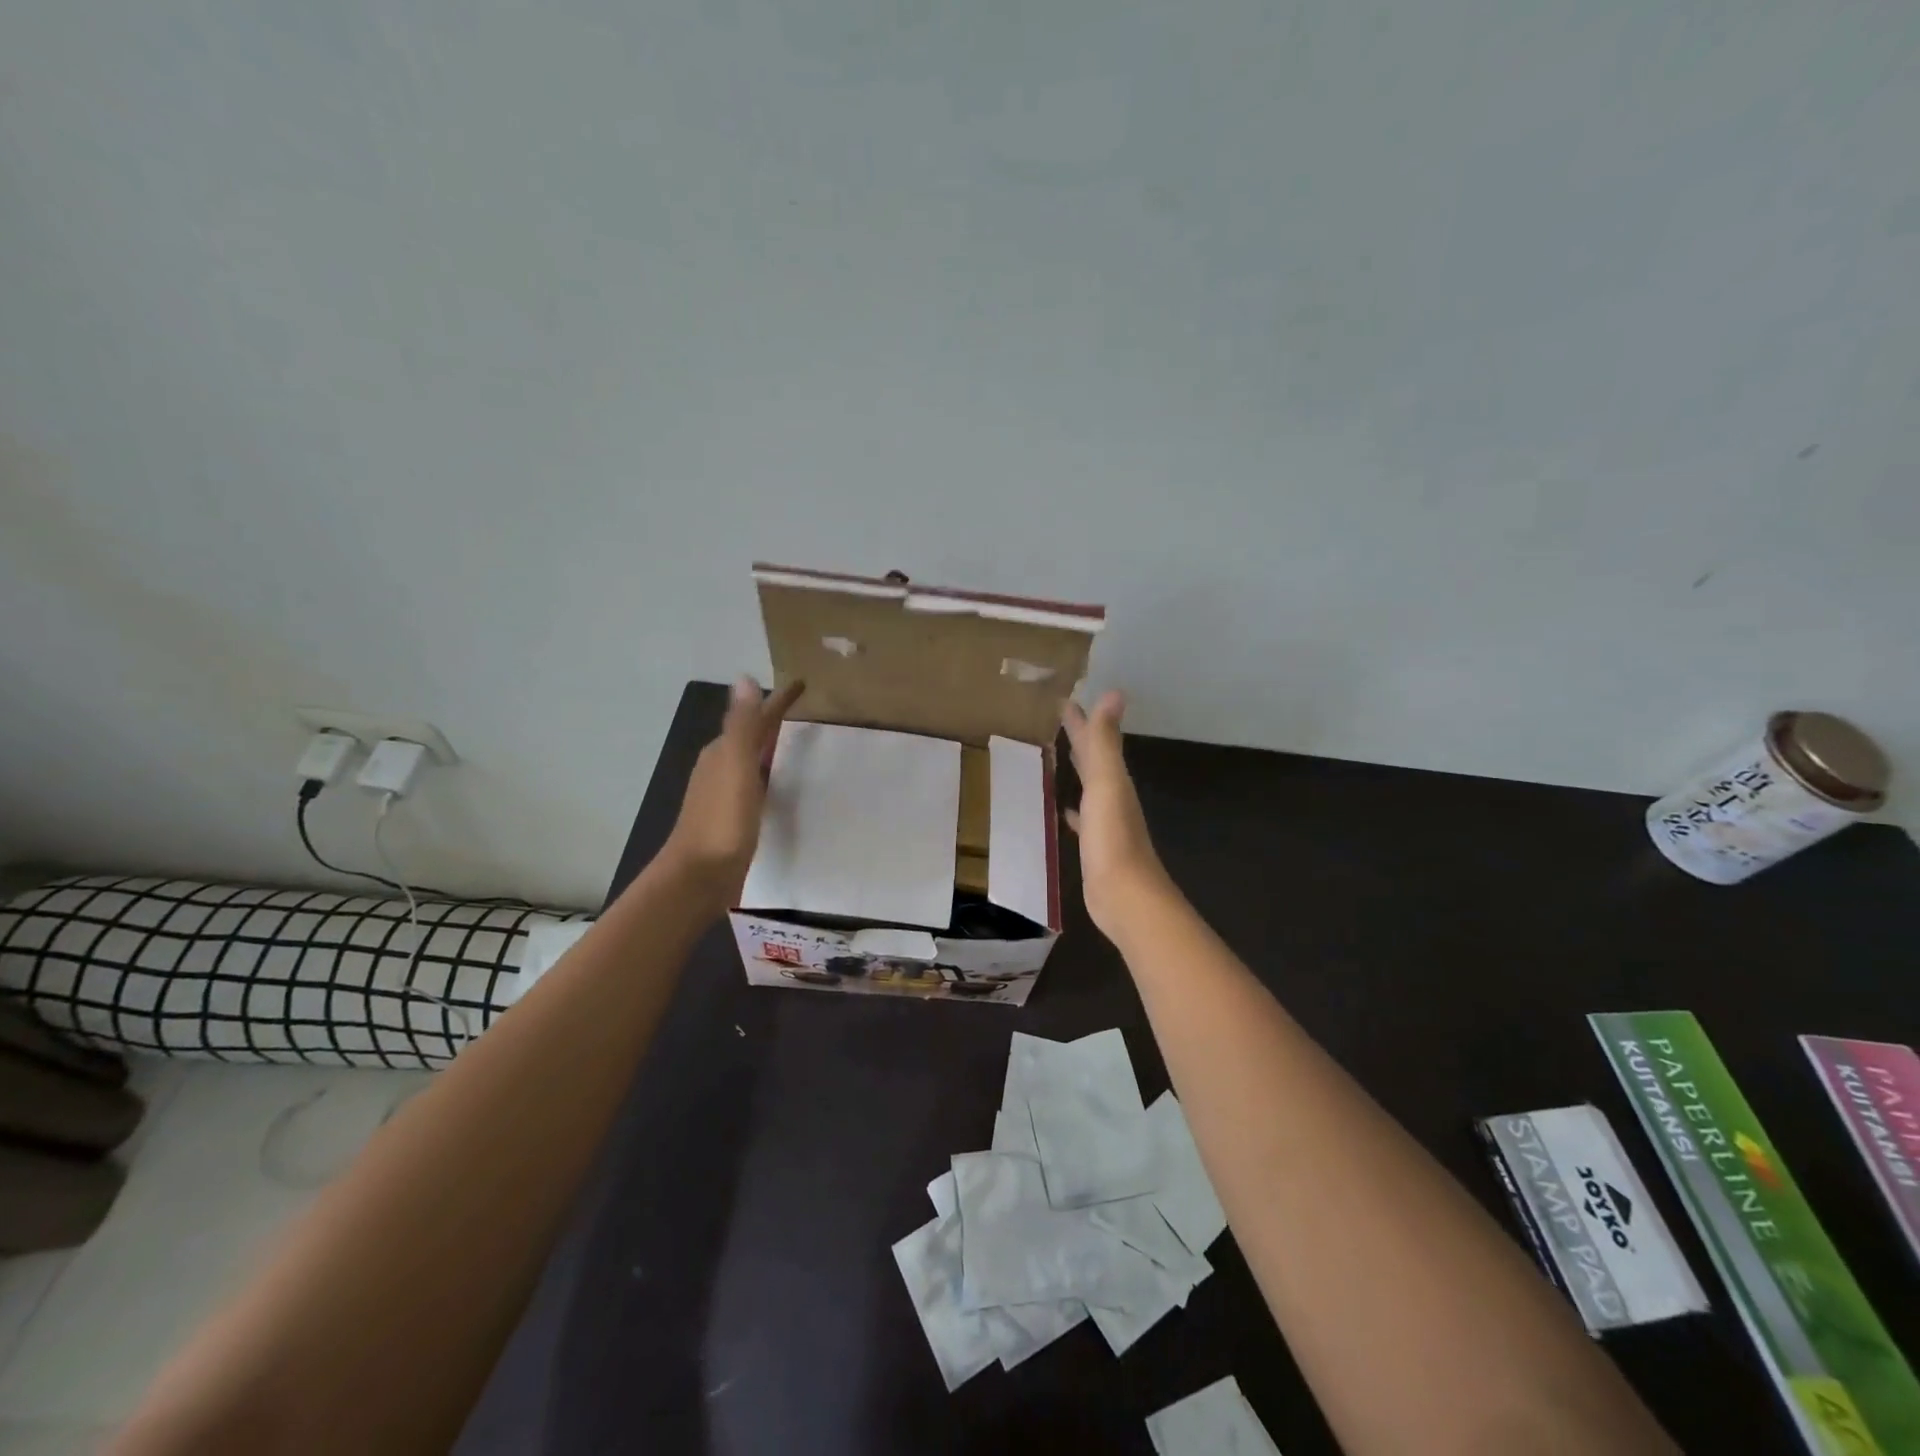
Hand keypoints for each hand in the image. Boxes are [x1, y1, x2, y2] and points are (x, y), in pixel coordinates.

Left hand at [663, 676, 804, 909]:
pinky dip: (770, 776)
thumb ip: (742, 725)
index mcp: (722, 753)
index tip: (803, 684)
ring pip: (752, 761)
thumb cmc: (721, 821)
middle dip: (774, 721)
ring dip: (771, 748)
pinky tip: (781, 786)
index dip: (778, 701)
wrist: (699, 876)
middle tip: (805, 711)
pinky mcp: (732, 819)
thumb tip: (744, 678)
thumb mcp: (735, 767)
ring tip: (798, 743)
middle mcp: (720, 768)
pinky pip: (756, 785)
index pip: (755, 718)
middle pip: (752, 736)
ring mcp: (724, 795)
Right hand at [1062, 691, 1173, 941]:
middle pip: (1095, 760)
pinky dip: (1073, 810)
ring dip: (1078, 770)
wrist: (1124, 895)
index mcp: (1113, 780)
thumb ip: (1106, 742)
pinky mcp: (1095, 847)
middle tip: (1060, 719)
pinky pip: (1082, 818)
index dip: (1082, 721)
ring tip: (1060, 756)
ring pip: (1089, 786)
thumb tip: (1115, 693)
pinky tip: (1063, 812)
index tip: (1064, 700)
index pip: (1096, 741)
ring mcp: (1105, 823)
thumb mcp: (1107, 784)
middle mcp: (1112, 797)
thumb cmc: (1112, 839)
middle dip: (1081, 738)